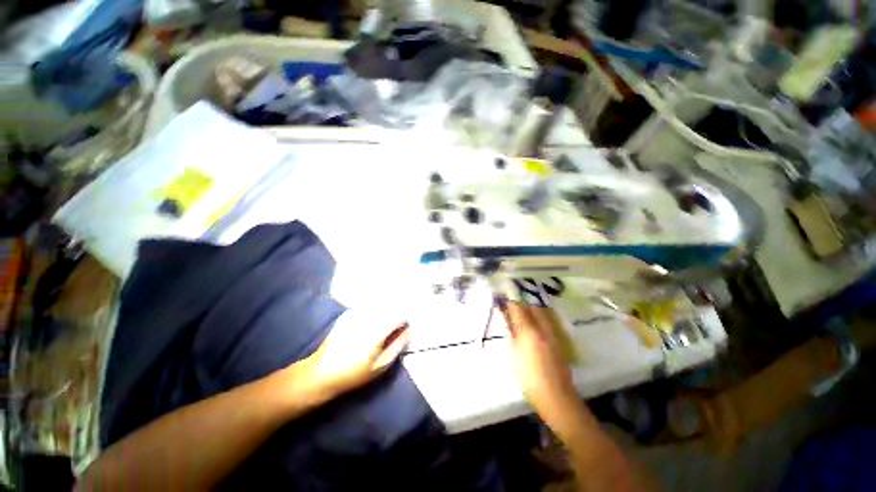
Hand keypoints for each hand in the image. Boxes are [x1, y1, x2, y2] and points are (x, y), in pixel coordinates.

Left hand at [304, 309, 409, 396]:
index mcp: (376, 331)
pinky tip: (369, 324)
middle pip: (390, 308)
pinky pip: (367, 308)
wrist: (321, 373)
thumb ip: (397, 346)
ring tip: (382, 327)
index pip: (399, 316)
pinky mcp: (348, 314)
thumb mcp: (380, 366)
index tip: (403, 330)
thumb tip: (409, 331)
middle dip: (395, 316)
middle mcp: (367, 318)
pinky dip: (373, 313)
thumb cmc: (354, 373)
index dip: (404, 321)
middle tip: (394, 329)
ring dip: (385, 313)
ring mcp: (356, 314)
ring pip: (379, 306)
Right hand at [500, 299, 583, 429]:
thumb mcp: (514, 355)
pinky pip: (548, 322)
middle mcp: (543, 328)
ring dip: (531, 310)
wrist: (556, 397)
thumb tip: (509, 321)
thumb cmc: (529, 378)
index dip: (510, 303)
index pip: (518, 308)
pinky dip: (539, 319)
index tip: (503, 300)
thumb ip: (512, 335)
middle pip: (532, 307)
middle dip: (522, 304)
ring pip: (542, 313)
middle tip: (512, 307)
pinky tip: (534, 327)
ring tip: (522, 315)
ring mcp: (553, 334)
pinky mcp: (559, 341)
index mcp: (529, 332)